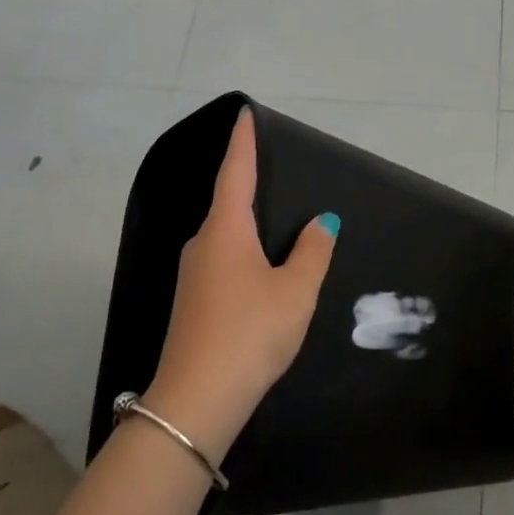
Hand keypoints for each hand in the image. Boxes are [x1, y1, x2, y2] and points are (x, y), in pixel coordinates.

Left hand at [146, 109, 339, 457]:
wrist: (197, 399)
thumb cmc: (251, 331)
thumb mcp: (295, 290)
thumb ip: (312, 252)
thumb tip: (321, 222)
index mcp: (226, 230)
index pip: (235, 173)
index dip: (243, 143)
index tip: (244, 115)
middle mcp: (203, 244)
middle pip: (228, 202)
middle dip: (249, 184)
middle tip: (276, 170)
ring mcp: (192, 275)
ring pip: (225, 235)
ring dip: (248, 223)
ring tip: (278, 220)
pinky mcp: (192, 302)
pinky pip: (222, 260)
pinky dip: (243, 251)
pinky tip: (262, 268)